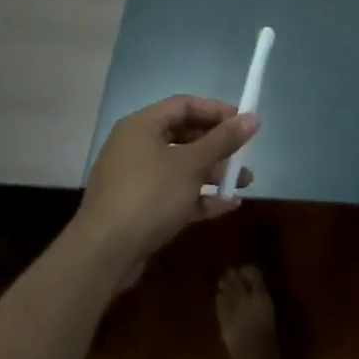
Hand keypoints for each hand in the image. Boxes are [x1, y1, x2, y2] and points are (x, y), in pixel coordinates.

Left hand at [77, 96, 259, 264]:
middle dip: (218, 146)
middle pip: (184, 136)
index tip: (243, 122)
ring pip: (181, 167)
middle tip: (244, 155)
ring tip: (244, 183)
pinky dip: (199, 197)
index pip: (184, 105)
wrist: (104, 253)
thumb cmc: (150, 195)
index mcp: (142, 126)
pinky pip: (174, 193)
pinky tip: (227, 205)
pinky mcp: (139, 207)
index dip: (216, 111)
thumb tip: (253, 118)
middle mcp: (136, 147)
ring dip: (213, 173)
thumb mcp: (191, 165)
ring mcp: (136, 179)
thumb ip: (223, 140)